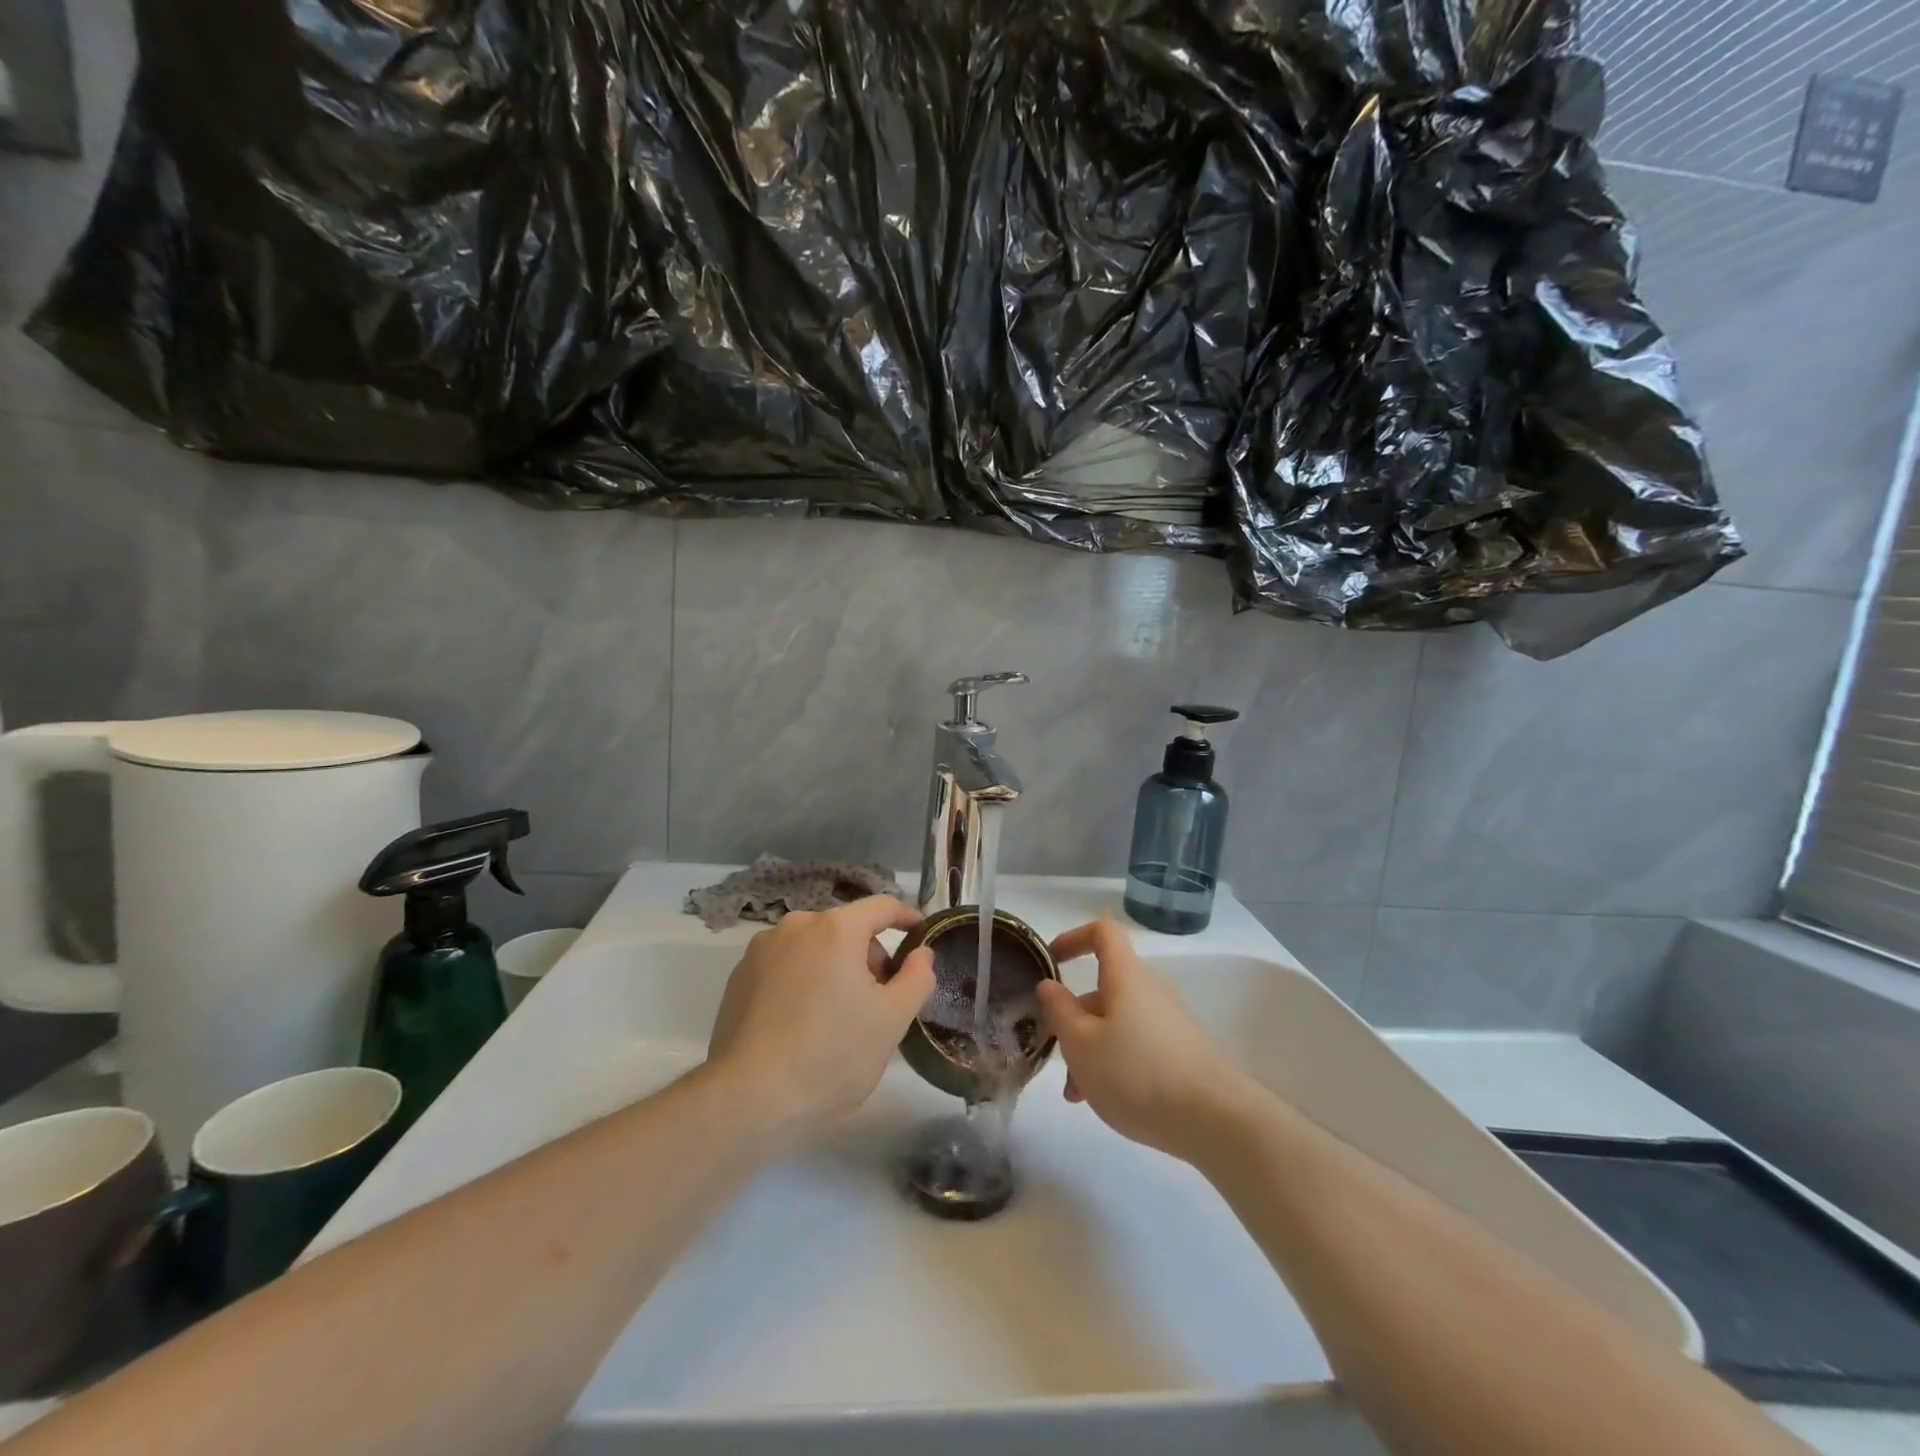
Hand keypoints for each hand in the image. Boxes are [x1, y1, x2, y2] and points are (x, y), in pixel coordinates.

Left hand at [707, 897, 935, 1138]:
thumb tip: (921, 953)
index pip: (882, 906)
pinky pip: (784, 965)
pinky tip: (801, 1022)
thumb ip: (916, 977)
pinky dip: (802, 979)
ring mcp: (761, 950)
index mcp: (836, 929)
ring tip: (837, 1015)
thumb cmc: (831, 1055)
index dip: (906, 917)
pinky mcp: (738, 977)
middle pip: (846, 928)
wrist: (749, 1099)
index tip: (919, 934)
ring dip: (833, 966)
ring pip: (813, 946)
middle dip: (867, 955)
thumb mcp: (891, 1020)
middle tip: (877, 999)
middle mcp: (796, 926)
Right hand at [1035, 918, 1259, 1161]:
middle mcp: (1148, 990)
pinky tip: (1104, 1100)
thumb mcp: (1081, 1044)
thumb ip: (1059, 1010)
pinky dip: (1113, 1063)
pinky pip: (1135, 1045)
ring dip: (1090, 1049)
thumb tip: (1049, 984)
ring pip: (1115, 1023)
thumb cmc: (1137, 1072)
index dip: (1073, 938)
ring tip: (1077, 1095)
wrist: (1216, 1120)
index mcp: (1125, 976)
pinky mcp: (1179, 1052)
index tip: (1051, 962)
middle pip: (1103, 988)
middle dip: (1073, 1018)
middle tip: (1056, 1053)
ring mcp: (1167, 1022)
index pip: (1102, 932)